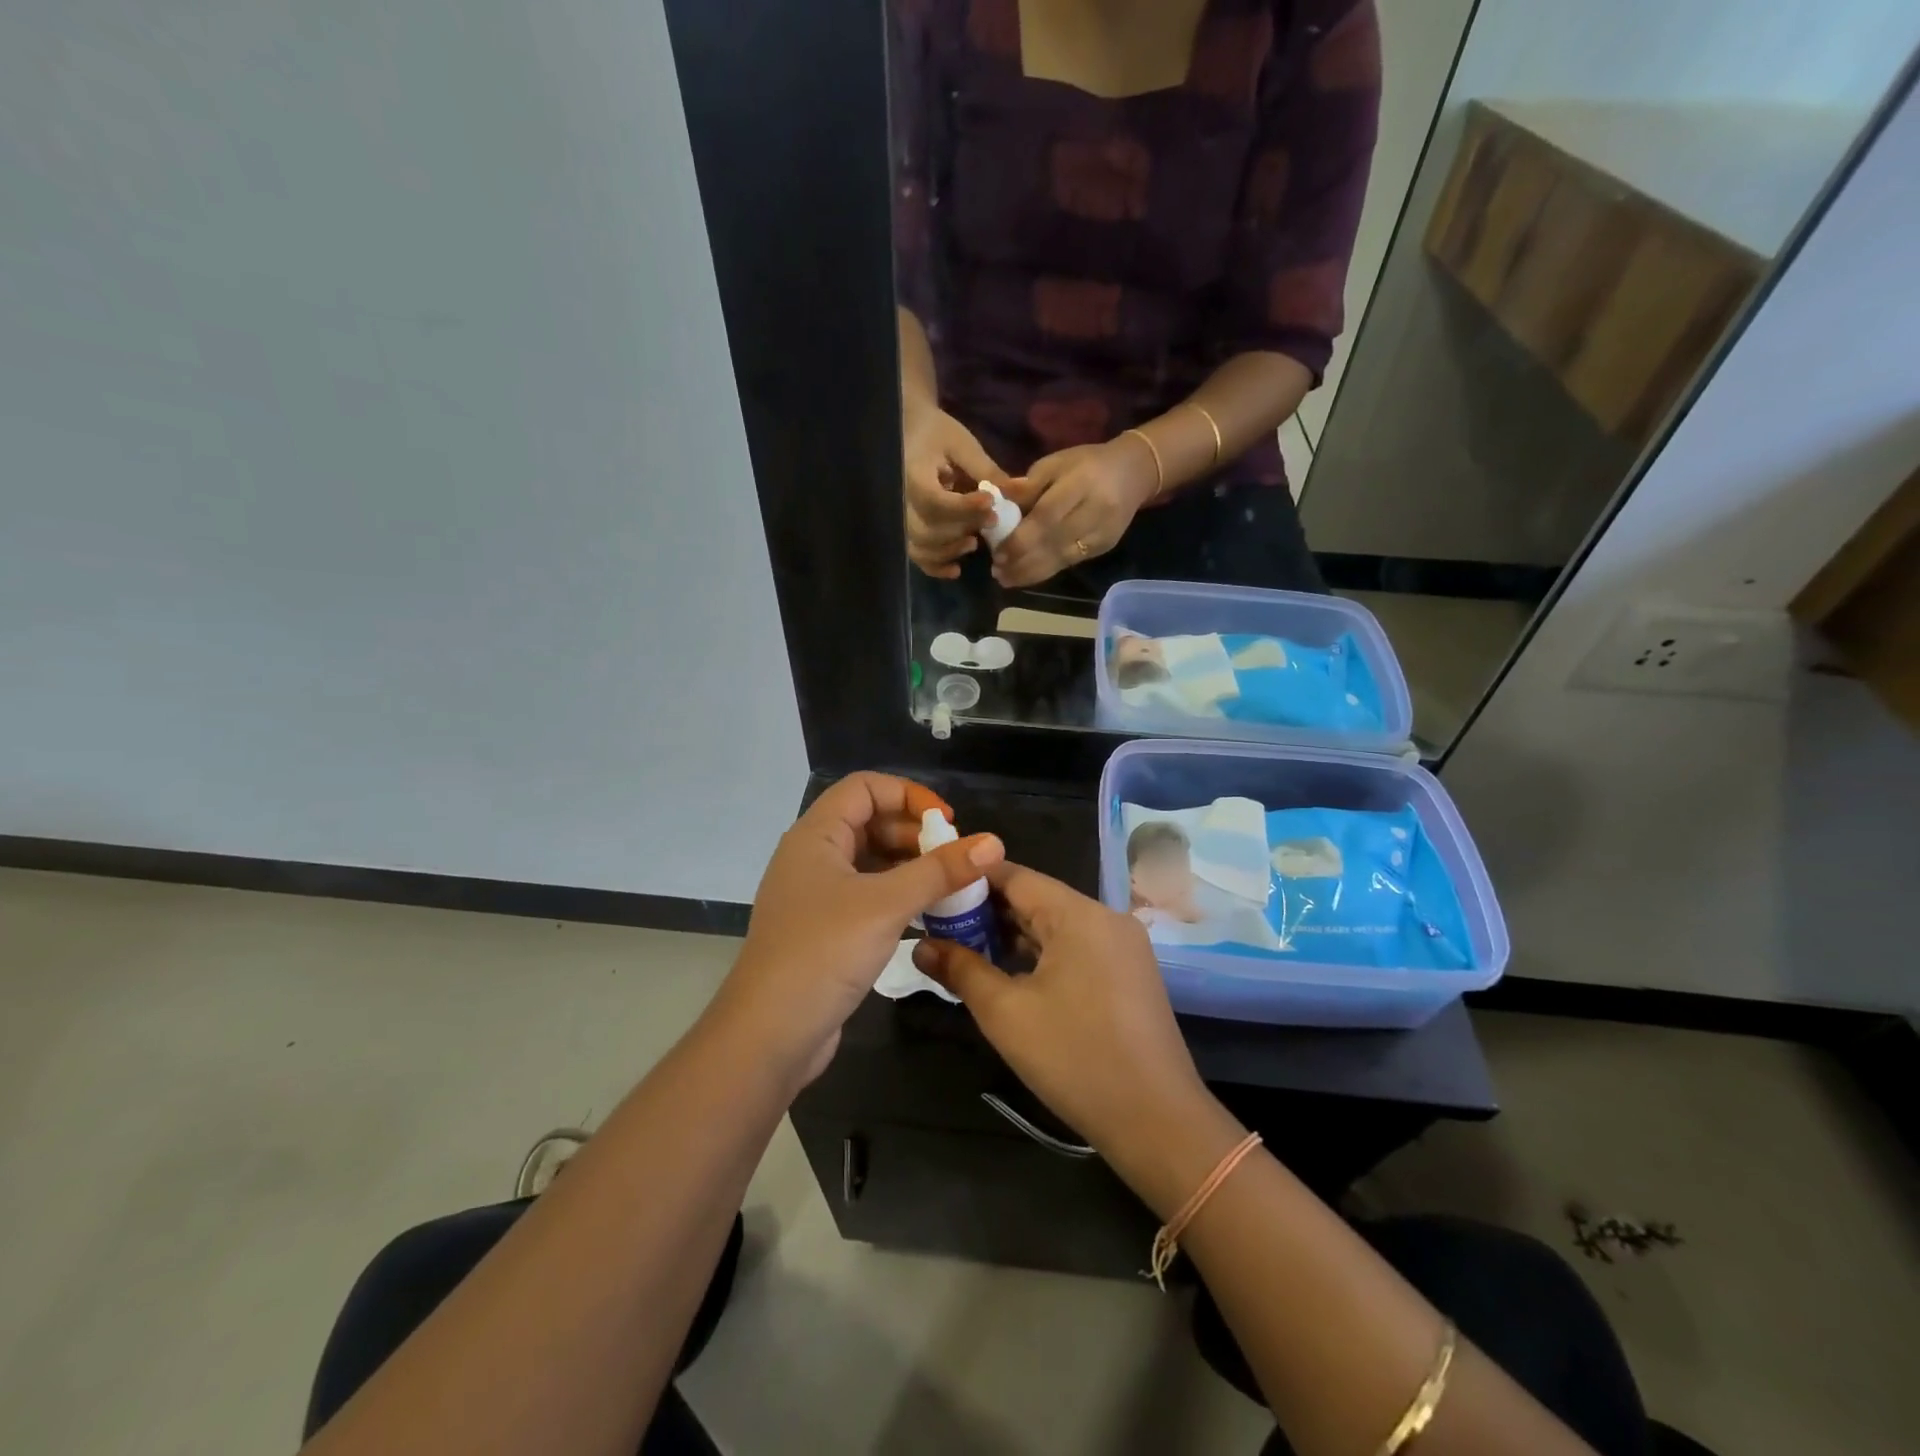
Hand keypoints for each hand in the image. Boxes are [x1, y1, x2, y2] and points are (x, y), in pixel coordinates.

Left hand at [721, 773, 1004, 1082]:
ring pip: (871, 862)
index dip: (908, 794)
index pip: (865, 788)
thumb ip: (941, 871)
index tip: (947, 822)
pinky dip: (898, 897)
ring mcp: (817, 895)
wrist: (769, 1035)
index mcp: (815, 836)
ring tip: (951, 886)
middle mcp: (813, 857)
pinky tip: (928, 915)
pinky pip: (868, 896)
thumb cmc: (824, 953)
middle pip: (870, 822)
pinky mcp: (826, 929)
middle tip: (955, 859)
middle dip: (915, 834)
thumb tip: (994, 842)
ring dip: (910, 867)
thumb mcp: (886, 905)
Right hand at [904, 404, 1005, 578]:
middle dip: (961, 529)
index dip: (963, 507)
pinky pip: (917, 555)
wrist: (910, 432)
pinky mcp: (908, 529)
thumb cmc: (936, 434)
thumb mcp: (961, 444)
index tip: (990, 501)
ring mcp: (903, 518)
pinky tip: (956, 570)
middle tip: (991, 521)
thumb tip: (1018, 490)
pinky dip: (935, 567)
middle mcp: (902, 501)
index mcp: (913, 474)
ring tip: (974, 544)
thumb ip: (985, 470)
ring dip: (949, 551)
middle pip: (927, 529)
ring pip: (921, 547)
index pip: (934, 500)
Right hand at [912, 862, 1208, 1157]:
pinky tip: (1010, 973)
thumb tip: (920, 945)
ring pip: (1056, 925)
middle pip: (1037, 898)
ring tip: (965, 949)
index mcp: (1079, 914)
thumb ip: (961, 970)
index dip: (971, 880)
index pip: (1015, 876)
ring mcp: (1123, 946)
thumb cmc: (1075, 1058)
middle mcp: (1106, 918)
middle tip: (940, 925)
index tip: (933, 890)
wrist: (1158, 1122)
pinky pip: (1076, 947)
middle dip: (988, 911)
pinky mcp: (1129, 973)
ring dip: (1013, 935)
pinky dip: (1042, 954)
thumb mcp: (1006, 1013)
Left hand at [991, 437, 1157, 588]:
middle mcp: (1095, 511)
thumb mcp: (1055, 463)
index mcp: (1081, 483)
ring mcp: (1103, 533)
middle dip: (1022, 561)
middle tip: (997, 570)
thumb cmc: (1087, 463)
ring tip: (1006, 579)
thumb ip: (1028, 485)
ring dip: (1031, 573)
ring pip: (1062, 559)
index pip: (1047, 517)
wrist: (1134, 472)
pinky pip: (1071, 562)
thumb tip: (999, 502)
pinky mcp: (1105, 546)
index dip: (1021, 538)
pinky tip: (1026, 575)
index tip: (997, 552)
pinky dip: (1046, 571)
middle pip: (1054, 543)